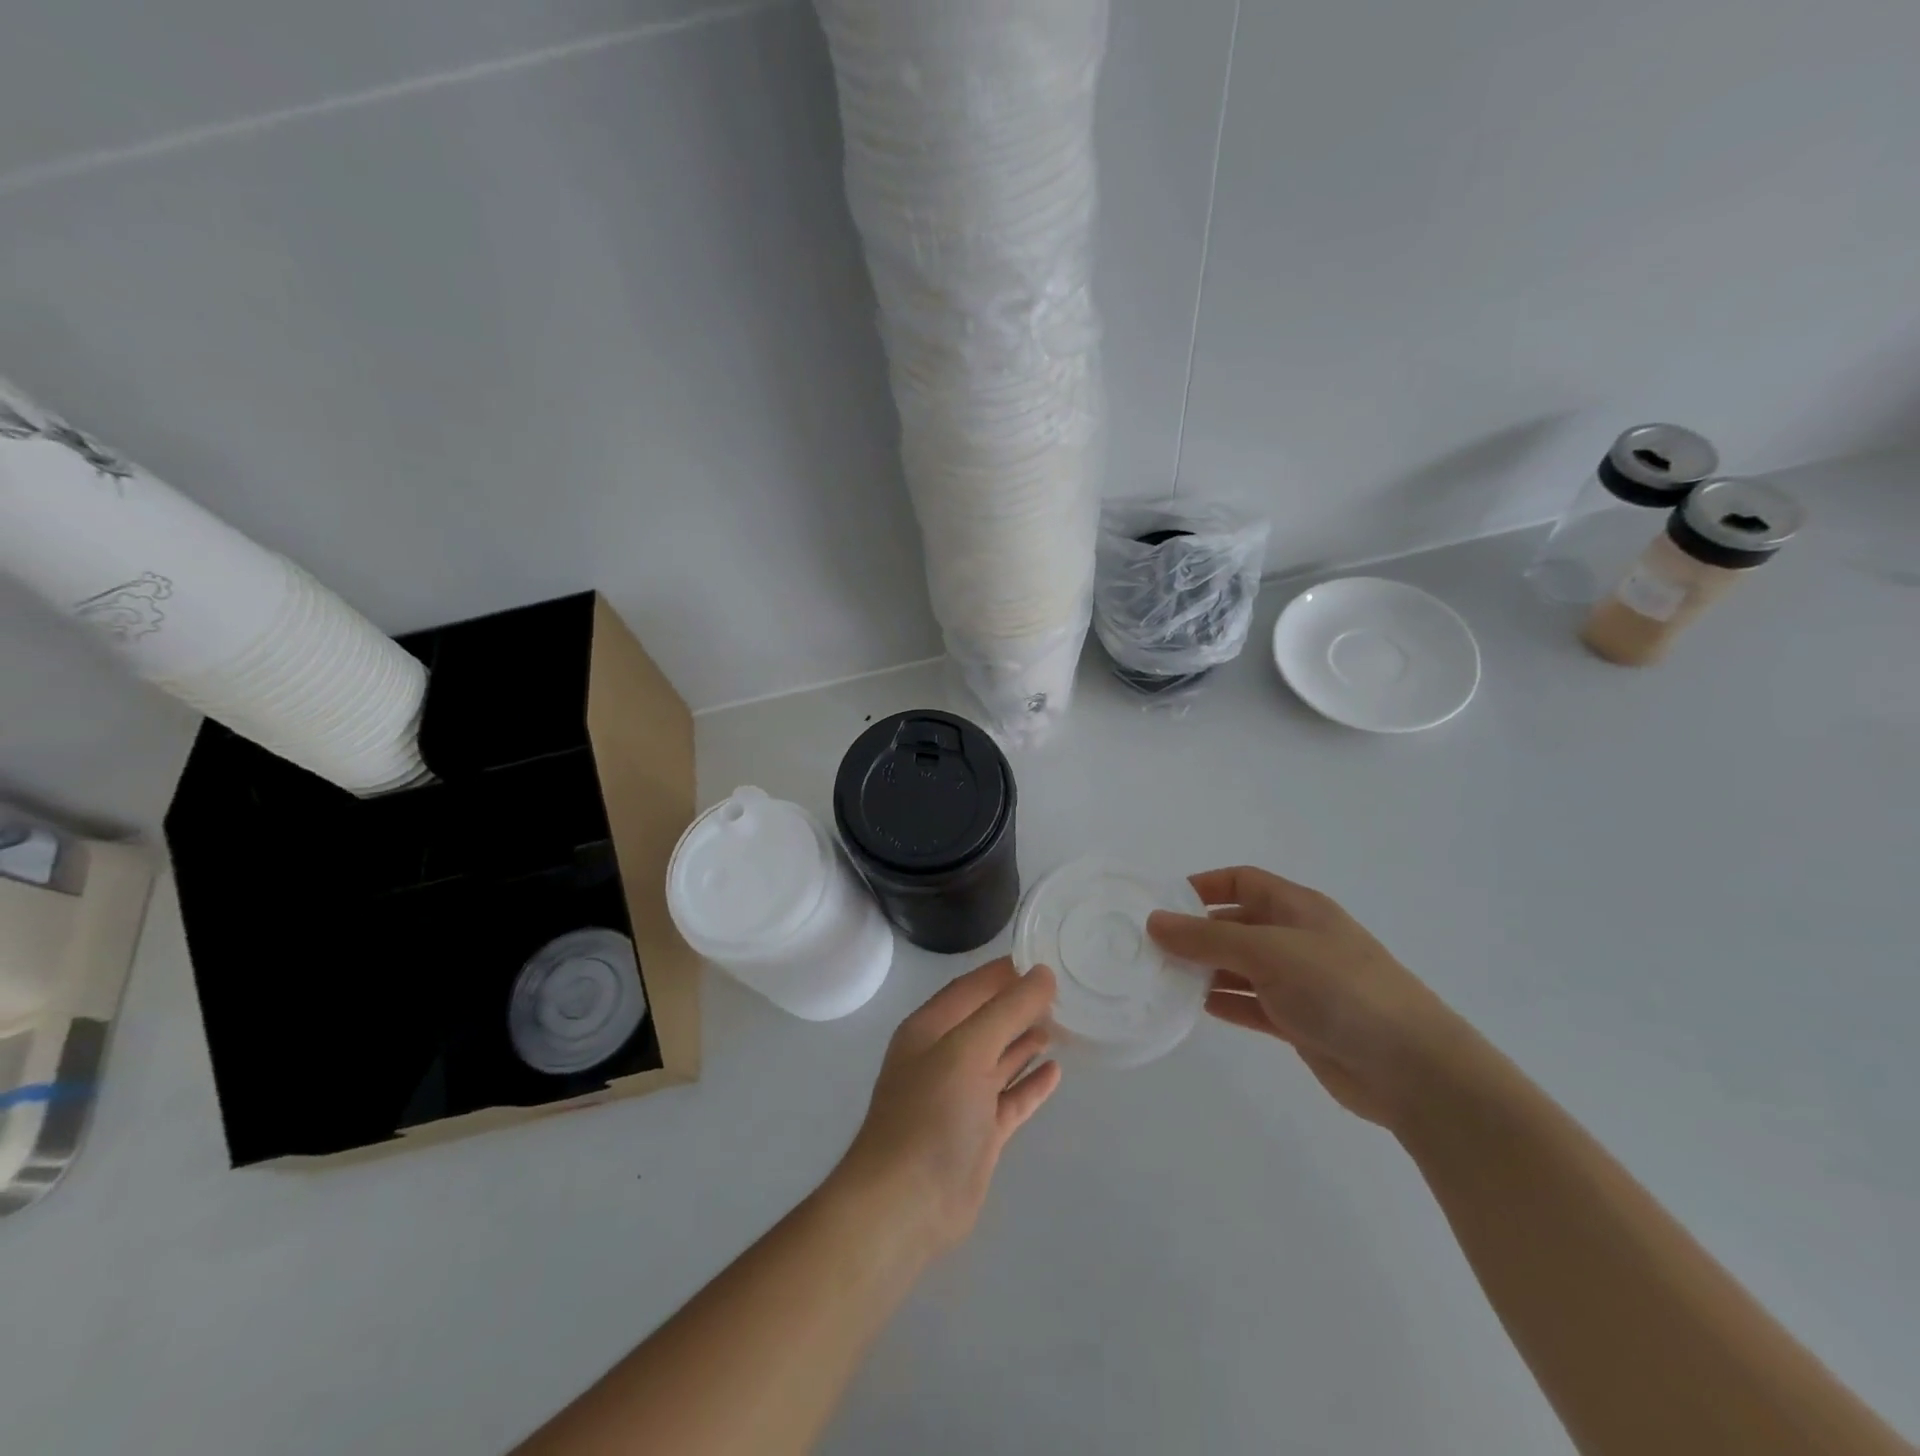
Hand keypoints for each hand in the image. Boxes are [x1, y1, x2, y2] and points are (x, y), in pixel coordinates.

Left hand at [832, 959, 1062, 1255]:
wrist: (906, 1205)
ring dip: (1027, 1041)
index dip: (1005, 972)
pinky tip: (1056, 1071)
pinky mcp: (979, 1133)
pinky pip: (1010, 1098)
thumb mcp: (968, 1050)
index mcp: (930, 1029)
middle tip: (1064, 991)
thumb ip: (1007, 1011)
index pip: (972, 987)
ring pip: (999, 1058)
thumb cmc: (931, 1114)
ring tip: (1064, 1023)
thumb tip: (1042, 974)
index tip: (1043, 958)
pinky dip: (1030, 1084)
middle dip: (1020, 1005)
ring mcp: (961, 1097)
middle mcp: (944, 1057)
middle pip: (988, 1020)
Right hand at [1147, 866, 1463, 1127]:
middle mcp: (1297, 939)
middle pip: (1237, 924)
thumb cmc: (1340, 989)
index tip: (1163, 903)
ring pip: (1241, 966)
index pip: (1242, 882)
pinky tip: (1195, 1007)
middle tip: (1151, 946)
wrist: (1413, 1069)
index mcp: (1297, 908)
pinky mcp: (1300, 1022)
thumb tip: (1154, 921)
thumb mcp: (1268, 952)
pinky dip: (1225, 1002)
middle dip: (1197, 932)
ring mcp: (1300, 982)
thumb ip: (1208, 938)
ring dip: (1206, 970)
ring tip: (1162, 977)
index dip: (1203, 886)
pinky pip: (1252, 1003)